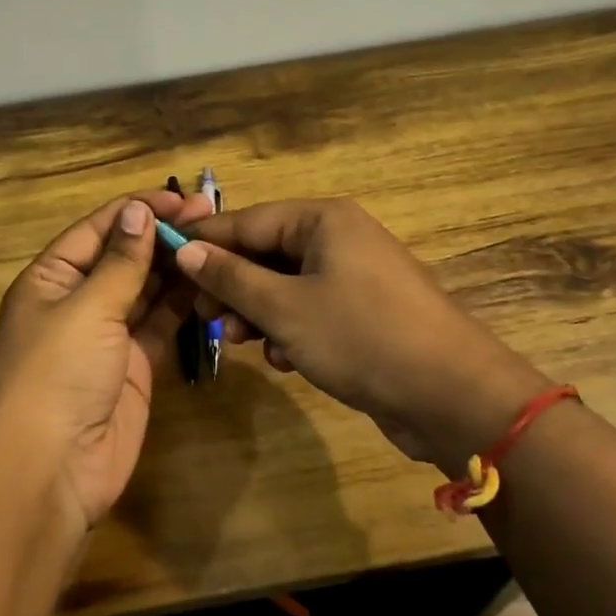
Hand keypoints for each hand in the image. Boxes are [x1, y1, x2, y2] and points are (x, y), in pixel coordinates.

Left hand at [0, 189, 213, 526]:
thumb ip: (120, 262)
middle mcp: (77, 301)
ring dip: (175, 267)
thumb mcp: (87, 308)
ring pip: (145, 290)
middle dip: (162, 236)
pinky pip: (160, 324)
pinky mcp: (134, 366)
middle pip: (123, 257)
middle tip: (211, 215)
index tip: (180, 196)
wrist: (51, 467)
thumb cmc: (57, 374)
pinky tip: (209, 281)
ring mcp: (107, 336)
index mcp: (51, 279)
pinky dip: (182, 305)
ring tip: (217, 242)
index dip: (137, 210)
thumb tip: (138, 212)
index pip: (97, 230)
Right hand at [176, 198, 550, 473]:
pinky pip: (310, 310)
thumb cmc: (361, 337)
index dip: (204, 244)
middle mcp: (338, 239)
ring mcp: (354, 277)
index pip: (246, 220)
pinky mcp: (363, 313)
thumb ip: (231, 278)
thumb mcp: (284, 308)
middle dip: (232, 287)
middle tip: (204, 318)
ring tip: (242, 342)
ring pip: (284, 286)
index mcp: (322, 221)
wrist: (451, 394)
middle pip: (265, 253)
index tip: (164, 266)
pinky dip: (290, 330)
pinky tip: (285, 359)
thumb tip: (186, 250)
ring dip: (258, 313)